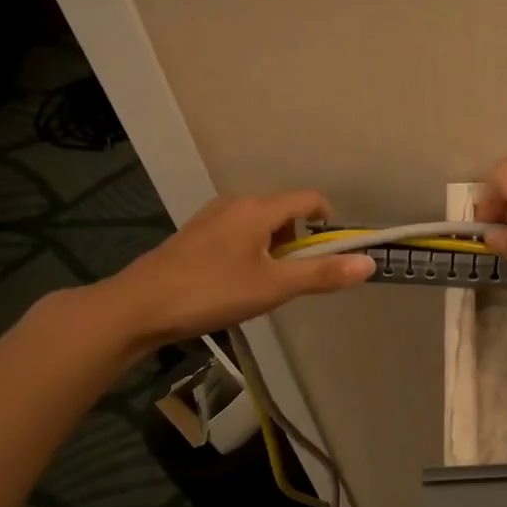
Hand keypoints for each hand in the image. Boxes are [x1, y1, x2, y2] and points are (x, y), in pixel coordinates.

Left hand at [85, 190, 373, 352]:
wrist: (137, 307)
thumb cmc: (211, 292)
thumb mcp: (274, 287)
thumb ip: (322, 275)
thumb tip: (369, 263)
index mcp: (258, 209)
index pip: (308, 199)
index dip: (329, 220)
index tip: (333, 250)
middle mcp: (235, 204)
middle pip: (284, 213)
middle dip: (298, 242)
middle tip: (294, 279)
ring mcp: (210, 219)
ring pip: (258, 226)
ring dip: (273, 250)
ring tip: (263, 286)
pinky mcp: (192, 237)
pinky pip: (236, 235)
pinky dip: (249, 253)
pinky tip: (234, 285)